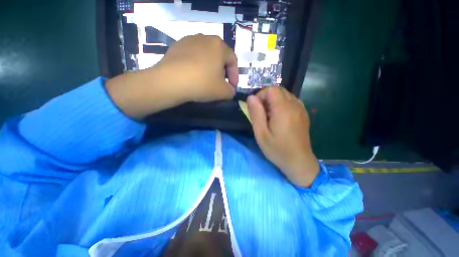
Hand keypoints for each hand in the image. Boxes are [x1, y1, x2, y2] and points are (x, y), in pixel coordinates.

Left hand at [106, 34, 237, 118]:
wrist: (170, 81)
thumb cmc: (202, 84)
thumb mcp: (223, 92)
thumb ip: (231, 91)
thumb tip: (229, 90)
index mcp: (219, 46)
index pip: (233, 60)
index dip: (235, 75)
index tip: (232, 86)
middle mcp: (205, 38)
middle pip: (219, 56)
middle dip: (222, 71)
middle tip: (220, 83)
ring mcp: (189, 40)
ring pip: (205, 55)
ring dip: (209, 68)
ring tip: (206, 80)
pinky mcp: (176, 46)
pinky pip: (192, 56)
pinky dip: (196, 66)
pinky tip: (193, 76)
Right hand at [247, 87, 319, 186]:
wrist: (299, 162)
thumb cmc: (278, 149)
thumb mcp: (261, 133)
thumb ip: (256, 113)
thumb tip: (251, 98)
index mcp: (283, 109)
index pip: (271, 89)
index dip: (260, 95)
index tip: (256, 108)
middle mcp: (295, 105)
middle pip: (278, 90)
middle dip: (266, 97)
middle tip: (261, 113)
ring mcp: (301, 109)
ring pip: (285, 95)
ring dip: (274, 101)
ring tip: (269, 116)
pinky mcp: (303, 114)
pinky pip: (291, 101)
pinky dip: (282, 104)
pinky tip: (279, 117)